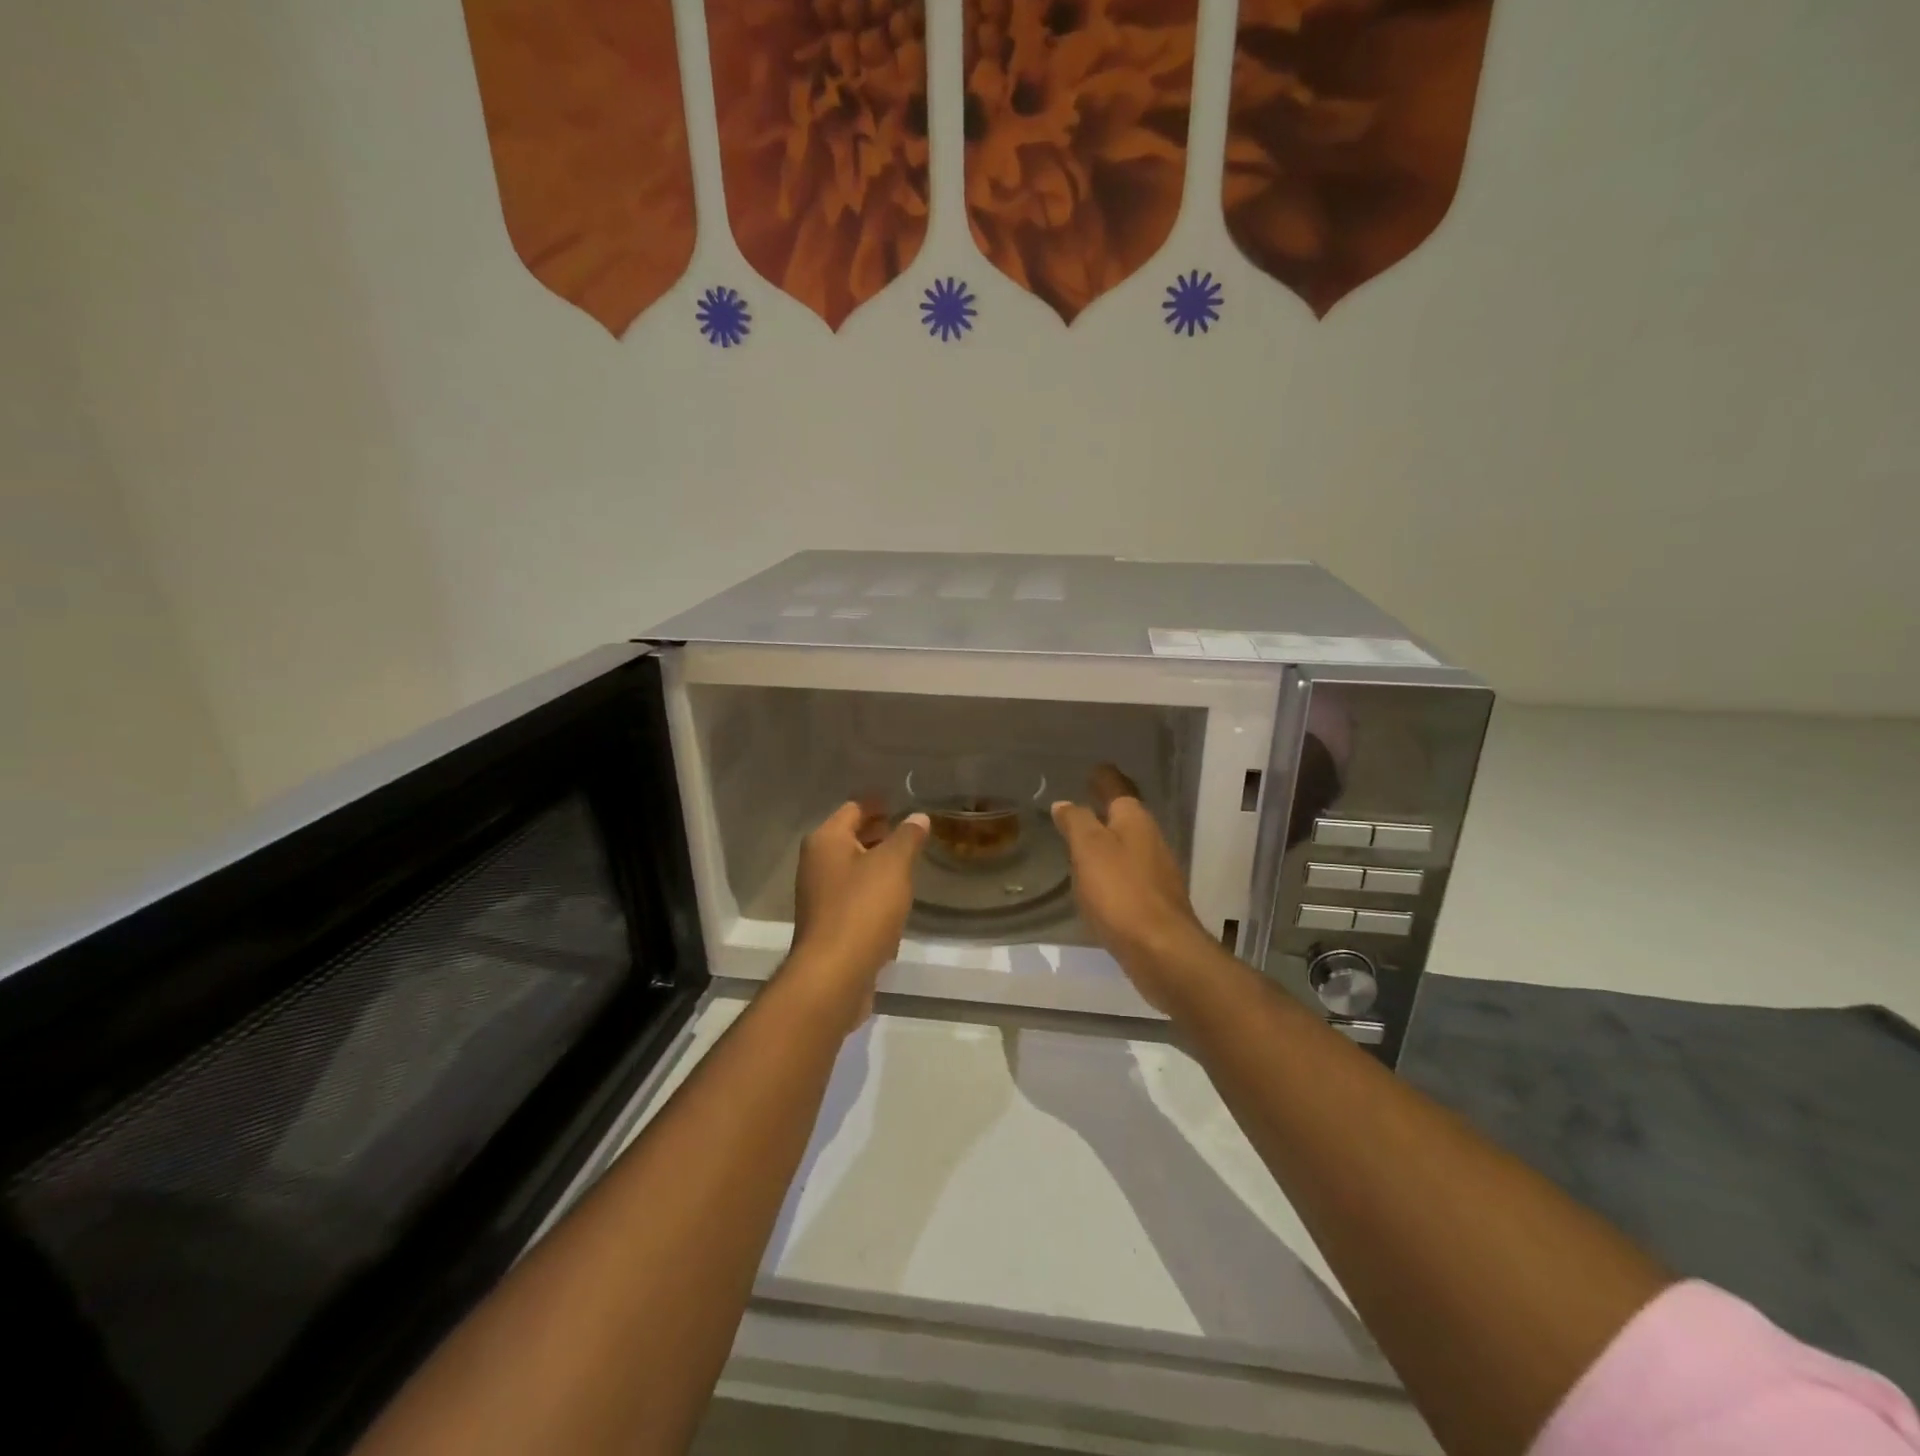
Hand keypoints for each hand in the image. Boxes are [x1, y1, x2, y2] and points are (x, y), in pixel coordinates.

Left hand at [786, 801, 928, 1028]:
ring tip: (909, 861)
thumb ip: (907, 837)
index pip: (854, 808)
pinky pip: (854, 896)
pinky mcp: (829, 924)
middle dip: (879, 832)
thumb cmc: (863, 909)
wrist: (835, 975)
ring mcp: (819, 896)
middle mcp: (816, 863)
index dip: (878, 803)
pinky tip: (895, 899)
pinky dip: (873, 890)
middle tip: (911, 830)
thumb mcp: (893, 865)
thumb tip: (918, 817)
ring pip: (853, 868)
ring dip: (877, 862)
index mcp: (826, 841)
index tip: (903, 801)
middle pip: (850, 837)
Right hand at [1051, 766, 1212, 1012]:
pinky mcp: (1155, 900)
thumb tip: (1065, 803)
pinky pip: (1128, 874)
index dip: (1103, 778)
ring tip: (1083, 840)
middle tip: (1080, 803)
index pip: (1117, 788)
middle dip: (1106, 809)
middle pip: (1126, 816)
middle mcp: (1151, 839)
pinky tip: (1098, 881)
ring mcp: (1157, 871)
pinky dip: (1112, 869)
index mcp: (1135, 820)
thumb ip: (1076, 822)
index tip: (1092, 769)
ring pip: (1128, 845)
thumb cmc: (1120, 891)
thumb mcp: (1089, 849)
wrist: (1160, 950)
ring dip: (1108, 840)